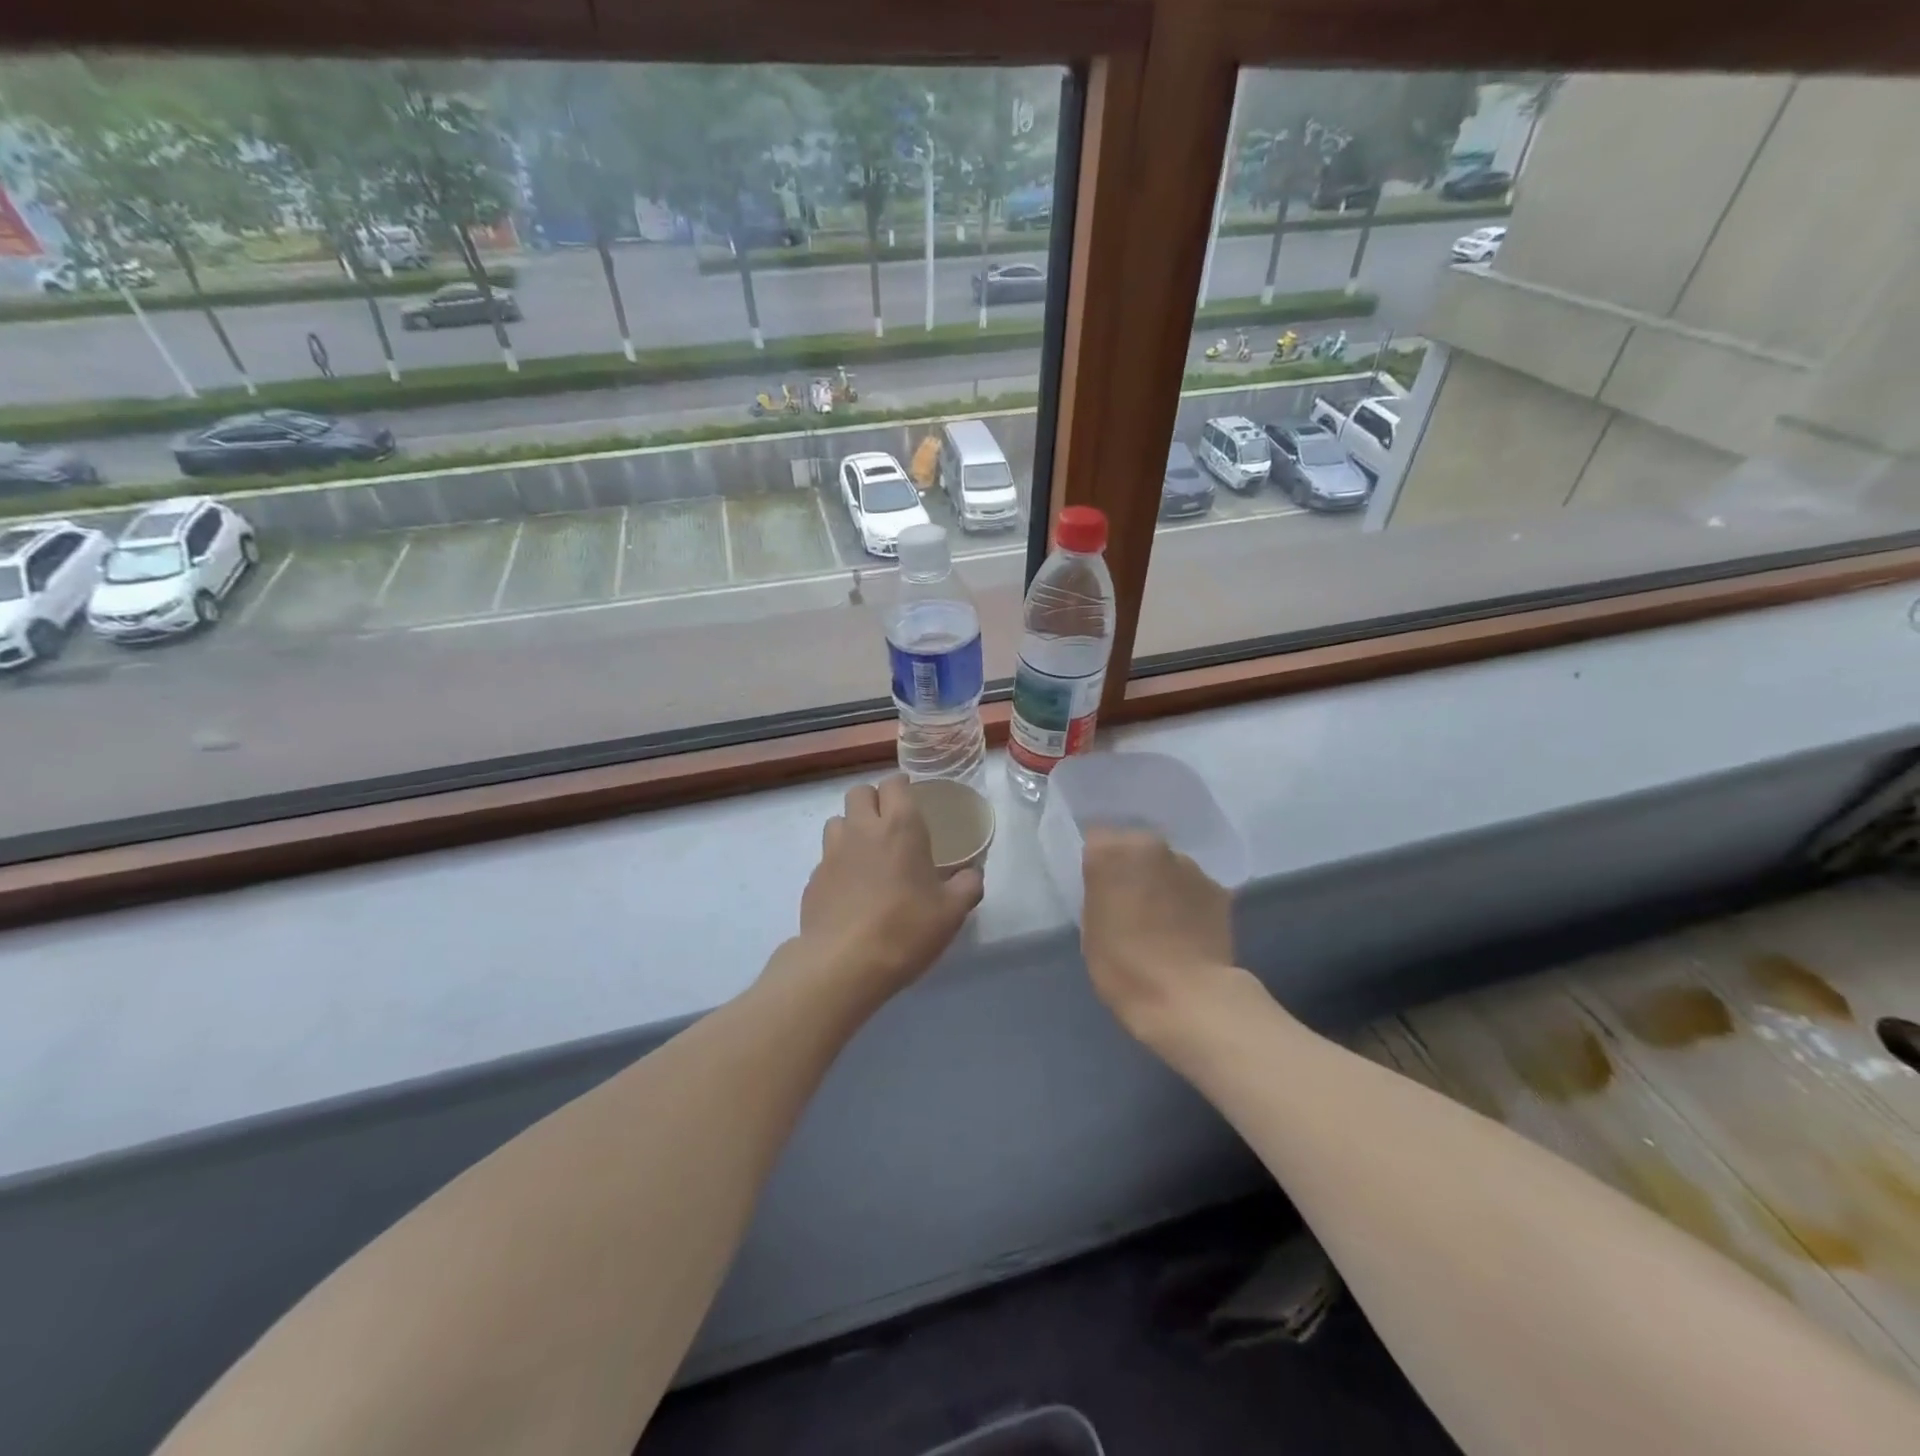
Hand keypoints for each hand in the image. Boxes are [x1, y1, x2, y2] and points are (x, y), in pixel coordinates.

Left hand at [792, 775, 983, 1005]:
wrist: (844, 964)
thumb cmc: (906, 929)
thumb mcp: (952, 912)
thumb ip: (967, 886)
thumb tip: (972, 875)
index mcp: (900, 826)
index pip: (894, 784)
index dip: (902, 786)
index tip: (912, 797)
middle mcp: (862, 829)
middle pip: (859, 792)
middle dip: (873, 799)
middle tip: (889, 822)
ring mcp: (831, 852)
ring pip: (837, 820)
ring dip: (851, 827)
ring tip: (867, 853)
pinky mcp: (813, 879)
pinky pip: (826, 858)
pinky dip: (838, 863)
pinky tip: (851, 889)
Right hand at [1080, 828, 1241, 1044]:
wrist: (1189, 998)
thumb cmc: (1124, 967)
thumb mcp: (1092, 928)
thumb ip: (1099, 893)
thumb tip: (1111, 884)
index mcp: (1110, 852)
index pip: (1097, 841)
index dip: (1099, 863)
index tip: (1099, 885)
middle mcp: (1151, 846)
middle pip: (1136, 847)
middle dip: (1133, 868)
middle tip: (1130, 900)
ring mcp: (1189, 865)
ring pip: (1167, 866)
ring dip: (1163, 882)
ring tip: (1162, 918)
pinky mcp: (1218, 888)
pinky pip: (1193, 887)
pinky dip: (1188, 900)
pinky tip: (1187, 928)